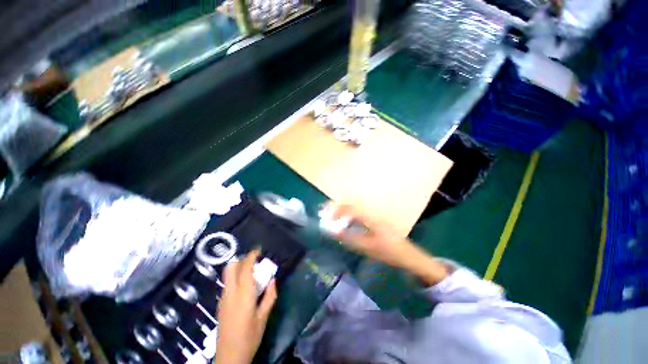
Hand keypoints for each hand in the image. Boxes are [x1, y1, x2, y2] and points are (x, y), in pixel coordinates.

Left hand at [215, 251, 276, 363]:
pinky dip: (236, 277)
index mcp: (243, 295)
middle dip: (242, 259)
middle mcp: (230, 293)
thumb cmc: (249, 337)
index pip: (245, 268)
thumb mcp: (264, 317)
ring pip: (228, 275)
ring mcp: (223, 299)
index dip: (251, 256)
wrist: (229, 357)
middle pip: (231, 267)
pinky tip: (245, 286)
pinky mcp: (220, 304)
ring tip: (251, 272)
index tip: (258, 250)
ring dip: (238, 268)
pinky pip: (227, 283)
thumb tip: (273, 280)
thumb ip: (270, 296)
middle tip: (254, 260)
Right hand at [321, 202, 414, 267]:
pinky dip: (348, 213)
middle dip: (336, 205)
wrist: (409, 255)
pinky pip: (358, 211)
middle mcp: (372, 211)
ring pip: (354, 206)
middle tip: (324, 211)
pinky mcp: (375, 218)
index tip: (325, 215)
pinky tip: (344, 220)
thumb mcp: (368, 247)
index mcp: (370, 217)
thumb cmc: (389, 252)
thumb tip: (333, 231)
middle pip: (351, 203)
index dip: (336, 209)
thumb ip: (349, 238)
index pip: (349, 207)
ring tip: (331, 214)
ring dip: (342, 208)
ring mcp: (374, 214)